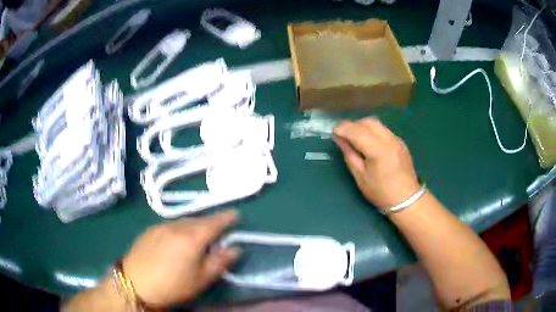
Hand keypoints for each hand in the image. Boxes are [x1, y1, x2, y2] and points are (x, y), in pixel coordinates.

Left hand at [122, 210, 238, 306]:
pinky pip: (171, 224)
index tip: (235, 214)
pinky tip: (177, 239)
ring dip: (194, 225)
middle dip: (210, 223)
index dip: (226, 218)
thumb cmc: (172, 285)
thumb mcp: (201, 280)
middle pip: (198, 220)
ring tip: (198, 235)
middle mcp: (176, 226)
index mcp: (191, 238)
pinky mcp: (150, 230)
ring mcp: (161, 226)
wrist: (135, 282)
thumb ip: (220, 262)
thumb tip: (235, 248)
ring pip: (184, 221)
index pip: (214, 223)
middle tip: (218, 230)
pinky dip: (180, 228)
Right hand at [333, 118, 419, 210]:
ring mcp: (397, 140)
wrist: (407, 199)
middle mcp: (389, 140)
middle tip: (344, 135)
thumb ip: (350, 155)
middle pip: (368, 122)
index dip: (343, 128)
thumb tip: (339, 139)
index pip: (358, 131)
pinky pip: (384, 130)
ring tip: (355, 139)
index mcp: (379, 151)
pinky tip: (370, 143)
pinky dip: (373, 132)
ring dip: (363, 127)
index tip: (334, 132)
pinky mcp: (400, 142)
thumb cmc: (381, 192)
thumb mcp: (360, 177)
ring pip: (377, 124)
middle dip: (353, 125)